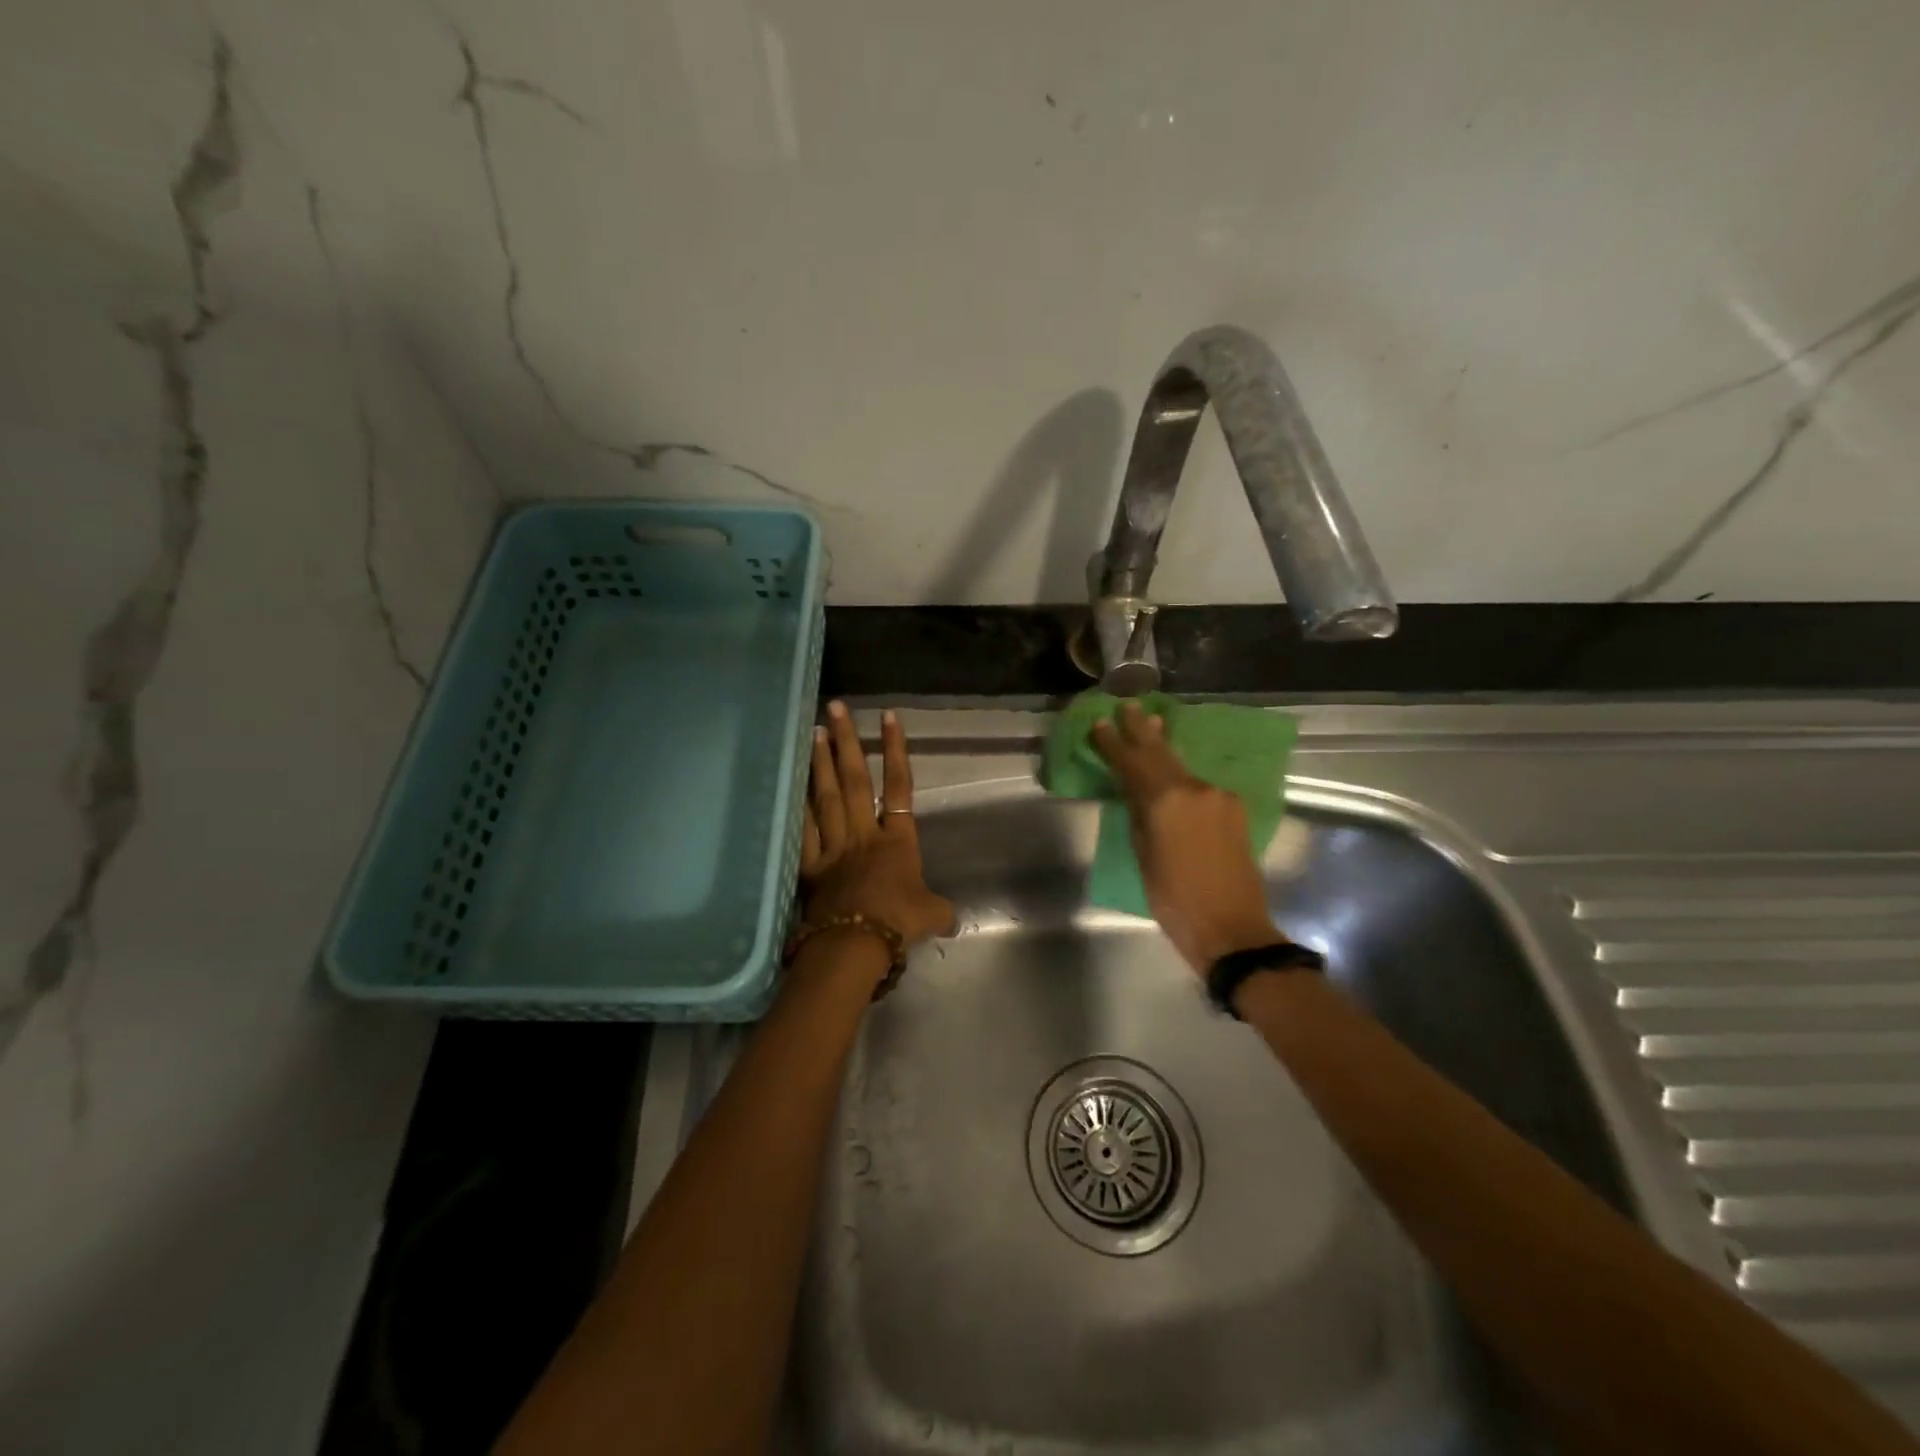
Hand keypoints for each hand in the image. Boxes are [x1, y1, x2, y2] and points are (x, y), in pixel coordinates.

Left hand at [799, 702, 955, 950]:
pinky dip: (797, 807)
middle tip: (835, 709)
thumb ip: (940, 911)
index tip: (888, 717)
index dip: (896, 750)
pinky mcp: (810, 866)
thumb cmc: (898, 922)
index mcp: (898, 840)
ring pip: (826, 797)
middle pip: (856, 780)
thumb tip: (953, 921)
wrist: (856, 943)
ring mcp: (834, 847)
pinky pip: (804, 830)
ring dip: (821, 763)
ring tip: (814, 732)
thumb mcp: (931, 915)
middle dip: (848, 742)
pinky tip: (789, 785)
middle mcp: (864, 834)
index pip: (899, 786)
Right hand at [1090, 700, 1285, 973]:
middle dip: (1142, 730)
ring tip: (1153, 724)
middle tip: (1129, 706)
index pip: (1132, 764)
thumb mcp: (1144, 858)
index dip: (1113, 744)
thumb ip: (1140, 818)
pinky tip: (1174, 769)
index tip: (1099, 724)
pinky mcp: (1234, 810)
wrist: (1233, 929)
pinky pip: (1199, 784)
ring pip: (1182, 767)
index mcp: (1166, 801)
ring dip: (1164, 747)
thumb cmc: (1176, 901)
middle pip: (1161, 753)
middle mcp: (1195, 789)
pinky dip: (1181, 774)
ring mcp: (1218, 797)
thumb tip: (1138, 797)